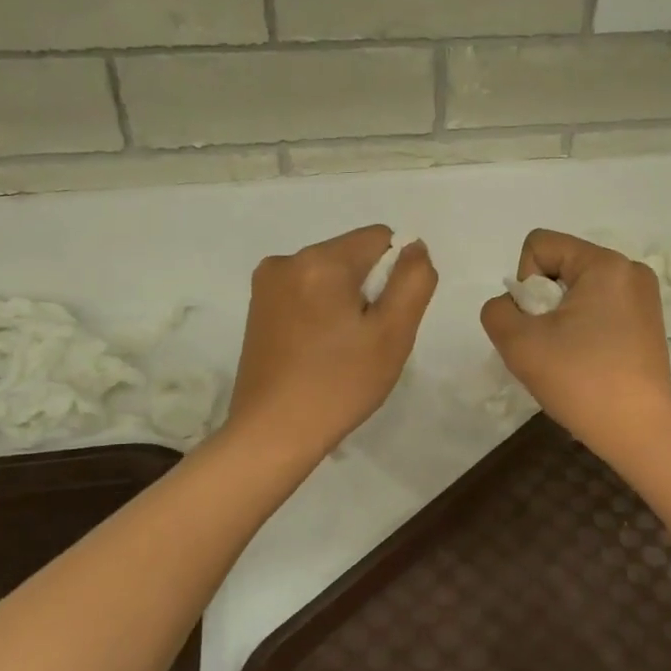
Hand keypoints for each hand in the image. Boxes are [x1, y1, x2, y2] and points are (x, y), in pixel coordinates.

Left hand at [229, 225, 437, 457]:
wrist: (273, 433)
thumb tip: (414, 246)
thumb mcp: (393, 334)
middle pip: (352, 256)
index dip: (395, 276)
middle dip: (368, 290)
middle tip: (363, 343)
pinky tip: (317, 351)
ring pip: (329, 276)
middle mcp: (287, 259)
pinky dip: (320, 313)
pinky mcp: (256, 307)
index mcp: (321, 260)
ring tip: (339, 351)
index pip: (380, 238)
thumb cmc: (340, 384)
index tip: (384, 320)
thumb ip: (414, 280)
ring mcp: (266, 283)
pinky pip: (305, 292)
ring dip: (344, 303)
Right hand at [480, 229, 670, 459]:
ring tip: (569, 356)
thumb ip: (498, 310)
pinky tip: (587, 361)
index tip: (538, 324)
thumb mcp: (518, 343)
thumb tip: (514, 306)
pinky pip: (599, 307)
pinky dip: (582, 327)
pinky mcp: (648, 321)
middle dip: (543, 302)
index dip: (524, 283)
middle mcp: (630, 270)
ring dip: (560, 317)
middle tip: (551, 345)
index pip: (539, 246)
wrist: (638, 432)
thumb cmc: (580, 381)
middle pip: (560, 266)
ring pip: (577, 289)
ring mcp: (644, 296)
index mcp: (605, 264)